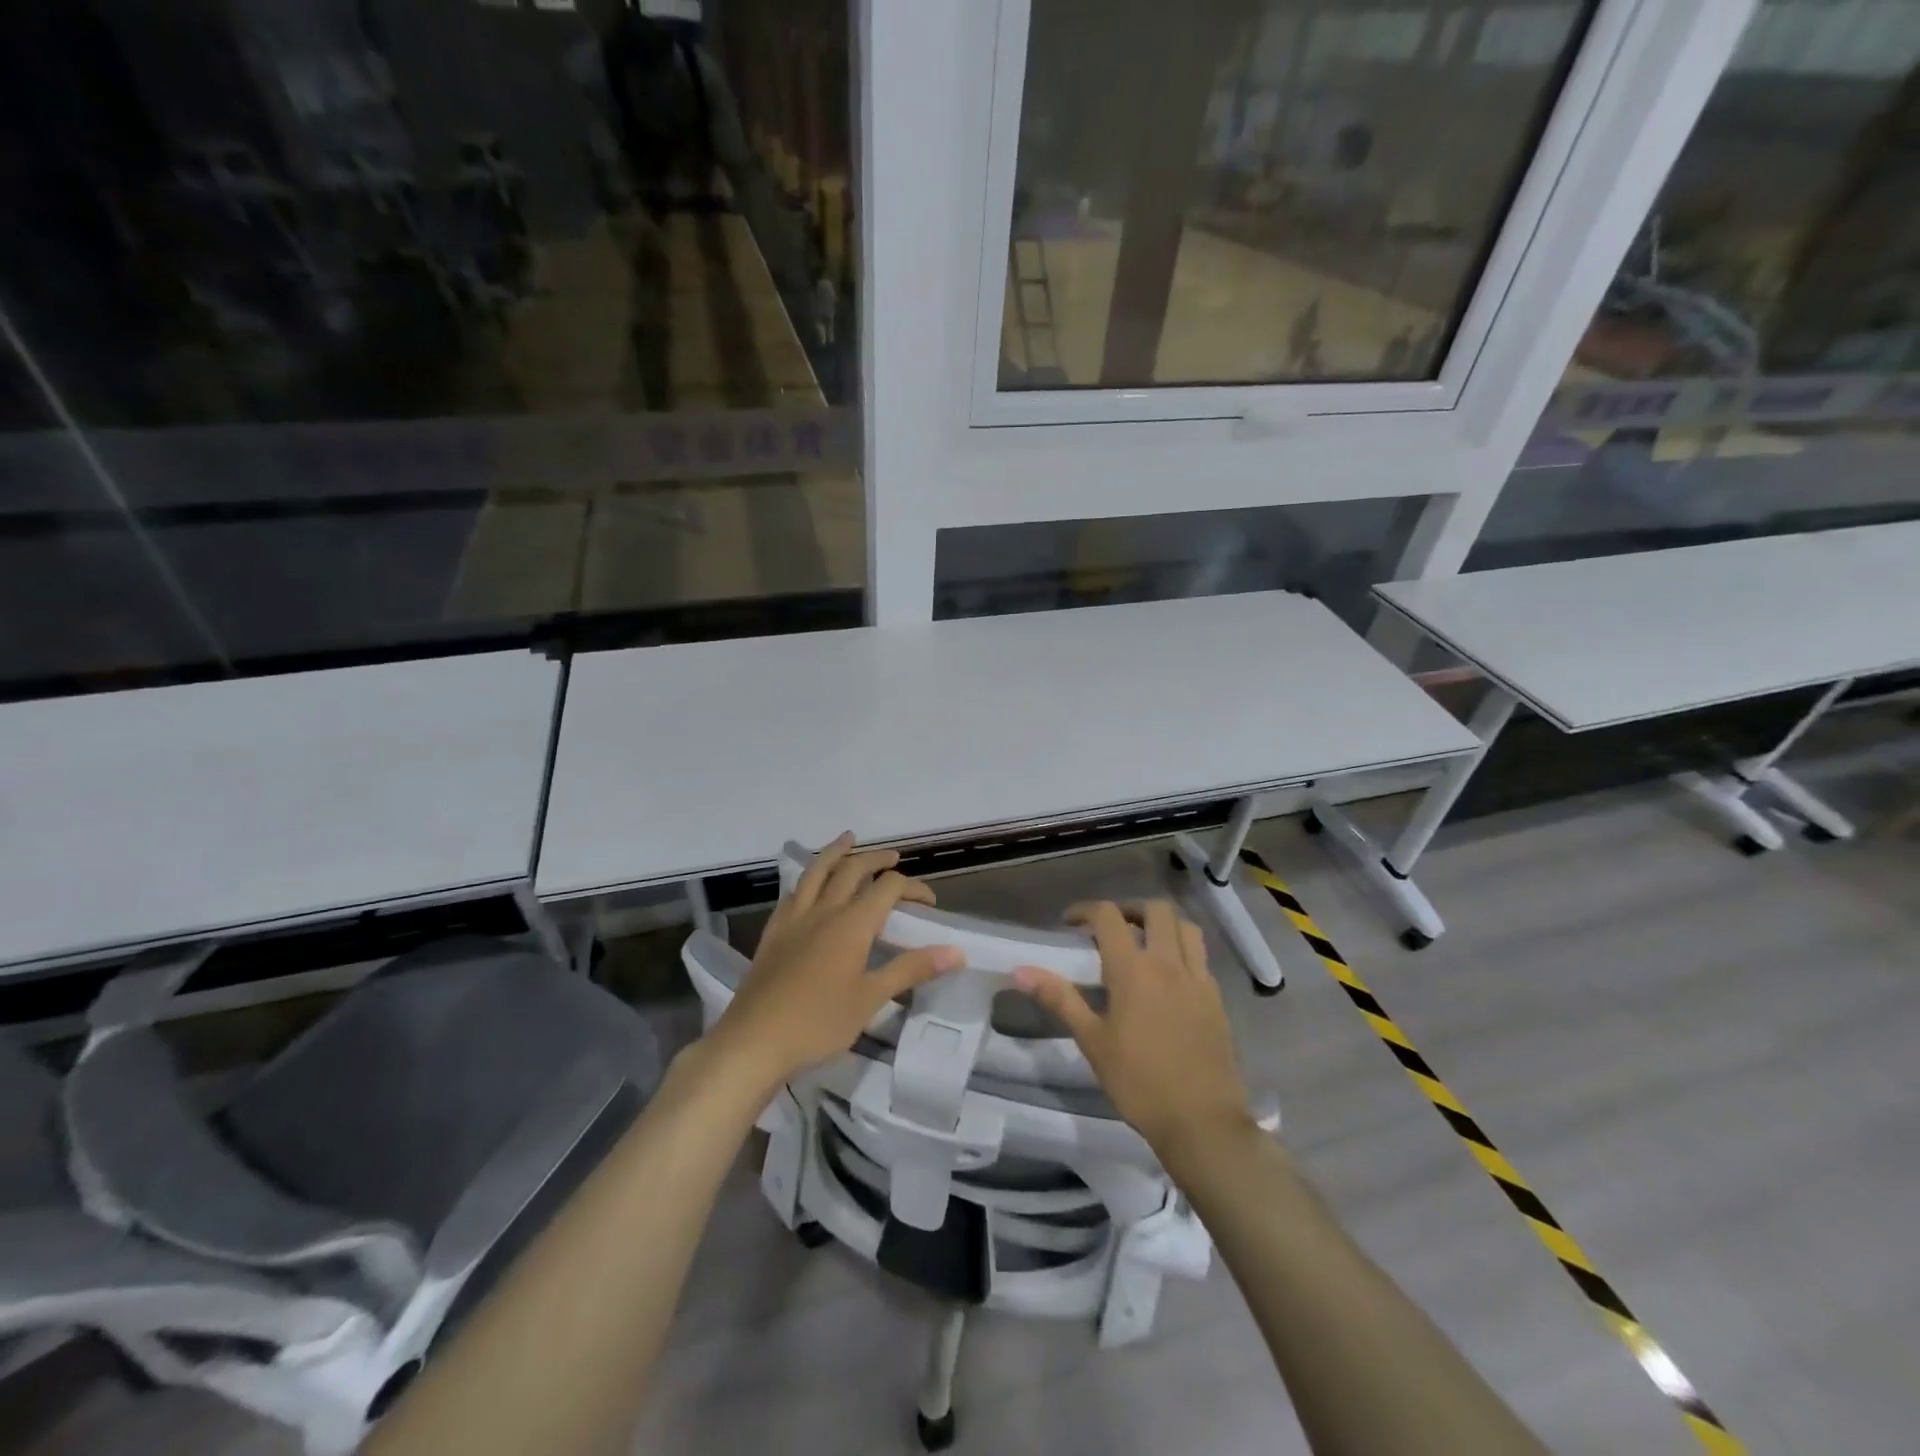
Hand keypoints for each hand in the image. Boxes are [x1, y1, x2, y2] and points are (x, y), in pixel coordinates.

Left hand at [708, 833, 961, 1090]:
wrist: (754, 1041)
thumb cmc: (819, 1022)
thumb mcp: (871, 998)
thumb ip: (912, 969)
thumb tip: (957, 952)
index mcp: (852, 923)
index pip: (889, 888)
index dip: (913, 887)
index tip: (929, 904)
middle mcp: (824, 910)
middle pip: (852, 869)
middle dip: (877, 859)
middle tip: (894, 857)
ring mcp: (794, 918)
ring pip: (817, 871)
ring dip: (837, 852)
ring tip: (848, 839)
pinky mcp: (773, 932)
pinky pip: (794, 892)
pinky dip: (809, 878)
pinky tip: (810, 884)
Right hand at [1015, 900, 1252, 1154]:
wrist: (1202, 1122)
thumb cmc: (1139, 1083)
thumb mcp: (1092, 1042)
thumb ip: (1060, 998)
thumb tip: (1020, 971)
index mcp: (1133, 970)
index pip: (1109, 916)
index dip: (1086, 910)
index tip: (1070, 923)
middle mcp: (1169, 963)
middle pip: (1155, 910)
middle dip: (1129, 909)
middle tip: (1110, 928)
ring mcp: (1198, 979)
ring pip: (1185, 926)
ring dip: (1162, 923)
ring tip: (1143, 943)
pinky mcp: (1216, 998)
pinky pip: (1200, 955)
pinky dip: (1182, 948)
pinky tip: (1168, 975)